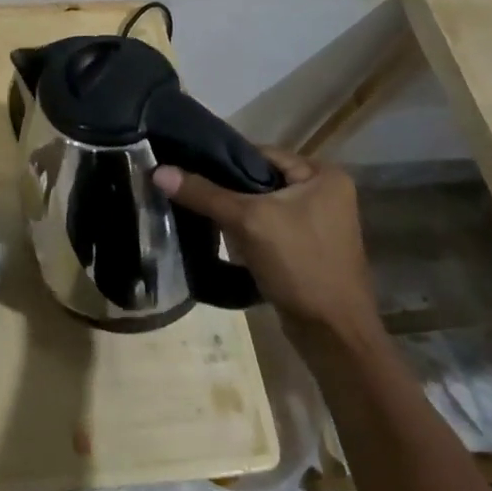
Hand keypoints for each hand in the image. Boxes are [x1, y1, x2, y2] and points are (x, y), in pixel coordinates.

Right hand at [154, 150, 379, 341]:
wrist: (333, 336)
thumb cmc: (299, 265)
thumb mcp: (248, 221)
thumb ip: (204, 194)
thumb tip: (158, 171)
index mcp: (323, 175)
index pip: (260, 154)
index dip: (224, 161)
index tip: (189, 169)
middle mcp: (326, 193)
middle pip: (261, 180)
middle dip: (228, 190)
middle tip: (192, 194)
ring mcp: (320, 224)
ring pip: (263, 206)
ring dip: (236, 213)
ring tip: (202, 216)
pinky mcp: (310, 249)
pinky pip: (271, 228)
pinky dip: (249, 233)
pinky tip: (225, 241)